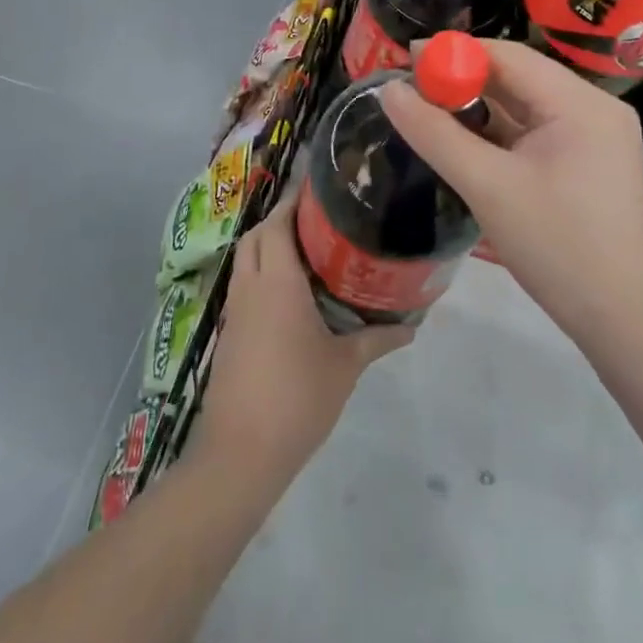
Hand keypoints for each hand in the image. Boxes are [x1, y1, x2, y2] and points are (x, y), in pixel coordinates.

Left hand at [191, 195, 412, 484]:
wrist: (241, 451)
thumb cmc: (298, 397)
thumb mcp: (346, 366)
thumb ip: (377, 339)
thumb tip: (412, 327)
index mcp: (277, 282)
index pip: (278, 224)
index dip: (294, 202)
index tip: (320, 191)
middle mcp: (250, 286)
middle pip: (257, 235)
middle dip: (281, 220)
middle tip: (319, 221)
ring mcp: (235, 311)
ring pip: (246, 259)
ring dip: (269, 246)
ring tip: (309, 251)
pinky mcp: (230, 333)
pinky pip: (244, 285)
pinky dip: (262, 273)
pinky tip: (291, 293)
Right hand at [378, 40, 642, 343]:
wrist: (618, 316)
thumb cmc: (555, 245)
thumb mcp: (487, 186)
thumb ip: (435, 135)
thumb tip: (389, 90)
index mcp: (581, 104)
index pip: (510, 56)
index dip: (456, 53)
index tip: (406, 58)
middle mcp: (595, 109)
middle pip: (520, 78)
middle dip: (465, 80)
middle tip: (412, 88)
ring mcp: (596, 138)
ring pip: (527, 107)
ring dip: (480, 108)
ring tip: (430, 111)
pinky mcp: (589, 163)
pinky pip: (537, 133)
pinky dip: (501, 134)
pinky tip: (466, 141)